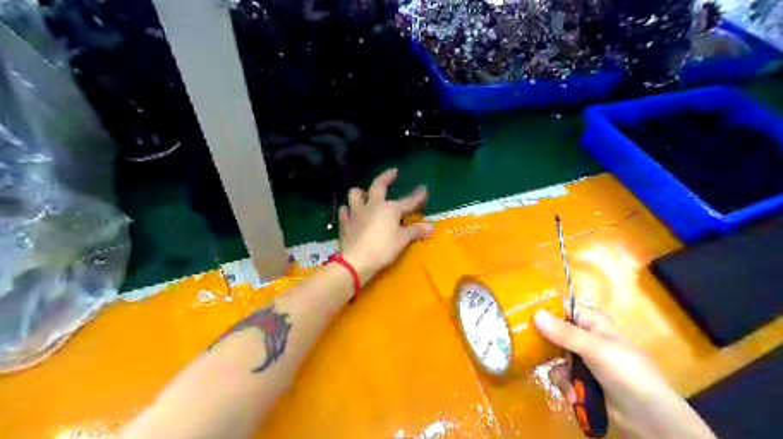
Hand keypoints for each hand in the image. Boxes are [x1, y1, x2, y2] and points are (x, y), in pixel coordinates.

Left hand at [338, 168, 433, 284]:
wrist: (357, 260)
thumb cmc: (383, 248)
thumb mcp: (403, 240)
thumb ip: (416, 231)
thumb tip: (430, 227)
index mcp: (390, 208)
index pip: (408, 201)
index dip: (417, 196)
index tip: (424, 188)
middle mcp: (373, 205)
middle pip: (378, 185)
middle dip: (386, 177)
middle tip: (392, 172)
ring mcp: (356, 213)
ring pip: (355, 194)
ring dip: (360, 193)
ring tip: (364, 194)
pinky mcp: (345, 223)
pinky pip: (344, 212)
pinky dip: (347, 211)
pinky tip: (349, 213)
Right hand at [532, 307, 714, 438]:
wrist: (650, 420)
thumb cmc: (628, 374)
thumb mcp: (597, 350)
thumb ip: (565, 333)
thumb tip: (535, 313)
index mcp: (592, 322)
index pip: (562, 308)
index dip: (543, 309)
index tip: (521, 314)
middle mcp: (584, 337)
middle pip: (552, 332)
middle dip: (544, 345)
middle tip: (527, 348)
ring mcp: (581, 360)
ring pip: (553, 357)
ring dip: (558, 372)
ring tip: (569, 385)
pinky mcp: (580, 380)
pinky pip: (560, 376)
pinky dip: (564, 386)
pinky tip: (573, 396)